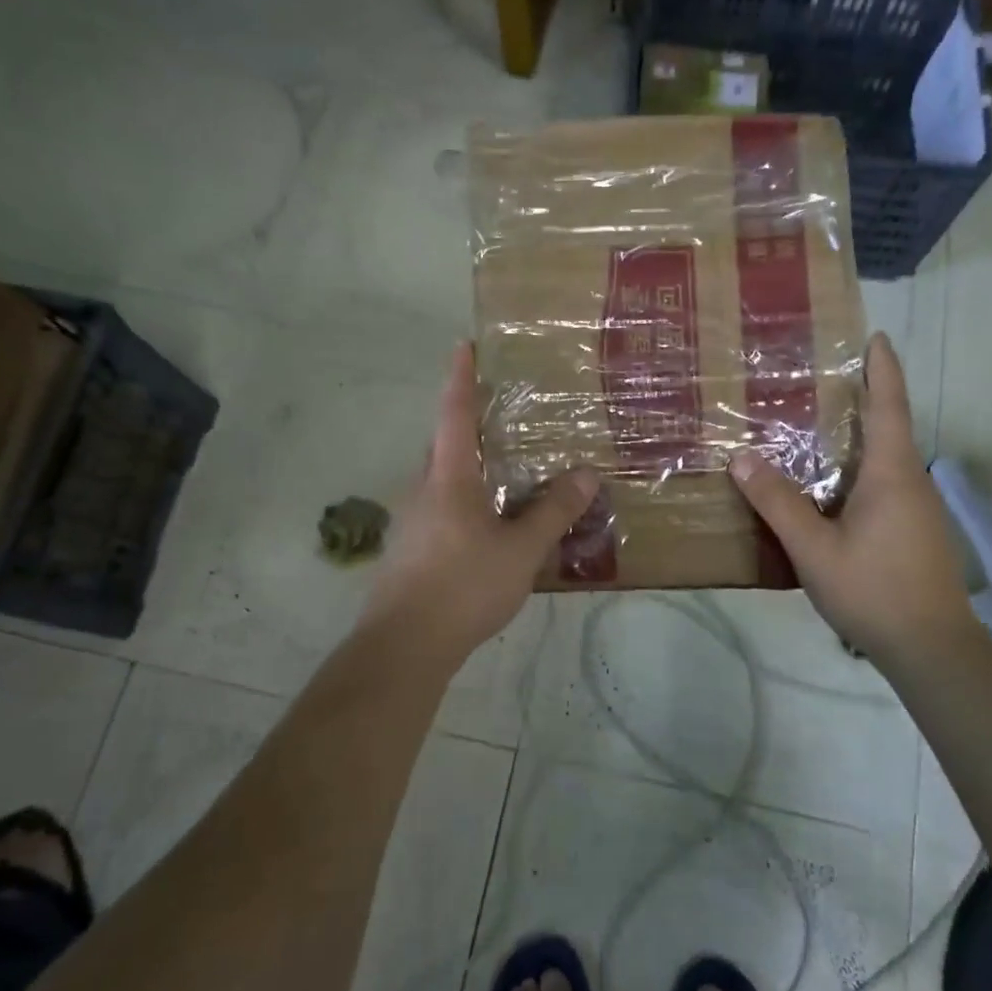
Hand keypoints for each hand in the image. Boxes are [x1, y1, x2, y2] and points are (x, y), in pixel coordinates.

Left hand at [359, 342, 597, 664]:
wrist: (404, 646)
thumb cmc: (464, 586)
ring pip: (441, 479)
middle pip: (443, 444)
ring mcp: (413, 521)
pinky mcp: (411, 550)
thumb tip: (587, 473)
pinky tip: (488, 525)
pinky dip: (464, 500)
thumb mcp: (521, 550)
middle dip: (464, 422)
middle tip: (498, 413)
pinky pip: (441, 508)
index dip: (460, 377)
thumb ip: (553, 511)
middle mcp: (425, 490)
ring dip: (467, 465)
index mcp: (449, 478)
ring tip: (502, 469)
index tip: (463, 344)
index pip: (454, 414)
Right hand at [730, 332, 982, 663]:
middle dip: (866, 396)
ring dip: (861, 435)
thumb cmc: (874, 590)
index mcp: (891, 473)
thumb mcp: (814, 548)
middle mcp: (910, 482)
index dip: (883, 368)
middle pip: (890, 427)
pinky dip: (861, 468)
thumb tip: (741, 457)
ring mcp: (918, 509)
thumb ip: (778, 503)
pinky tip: (833, 486)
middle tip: (825, 377)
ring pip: (887, 458)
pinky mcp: (916, 531)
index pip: (889, 406)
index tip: (876, 336)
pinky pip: (886, 483)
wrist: (933, 650)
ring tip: (819, 426)